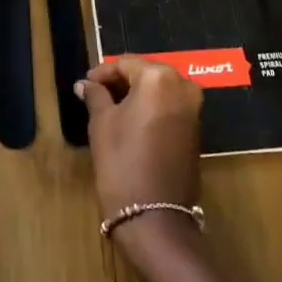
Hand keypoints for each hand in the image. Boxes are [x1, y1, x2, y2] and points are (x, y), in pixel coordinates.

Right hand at [77, 56, 202, 223]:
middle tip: (96, 94)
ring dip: (136, 95)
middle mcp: (183, 87)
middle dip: (121, 82)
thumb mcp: (102, 124)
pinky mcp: (196, 132)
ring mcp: (193, 110)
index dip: (103, 72)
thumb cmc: (122, 161)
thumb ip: (96, 96)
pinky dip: (150, 109)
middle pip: (146, 74)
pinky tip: (130, 122)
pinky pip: (169, 108)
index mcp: (159, 78)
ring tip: (109, 108)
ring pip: (160, 91)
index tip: (85, 84)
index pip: (126, 64)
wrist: (155, 217)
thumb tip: (86, 84)